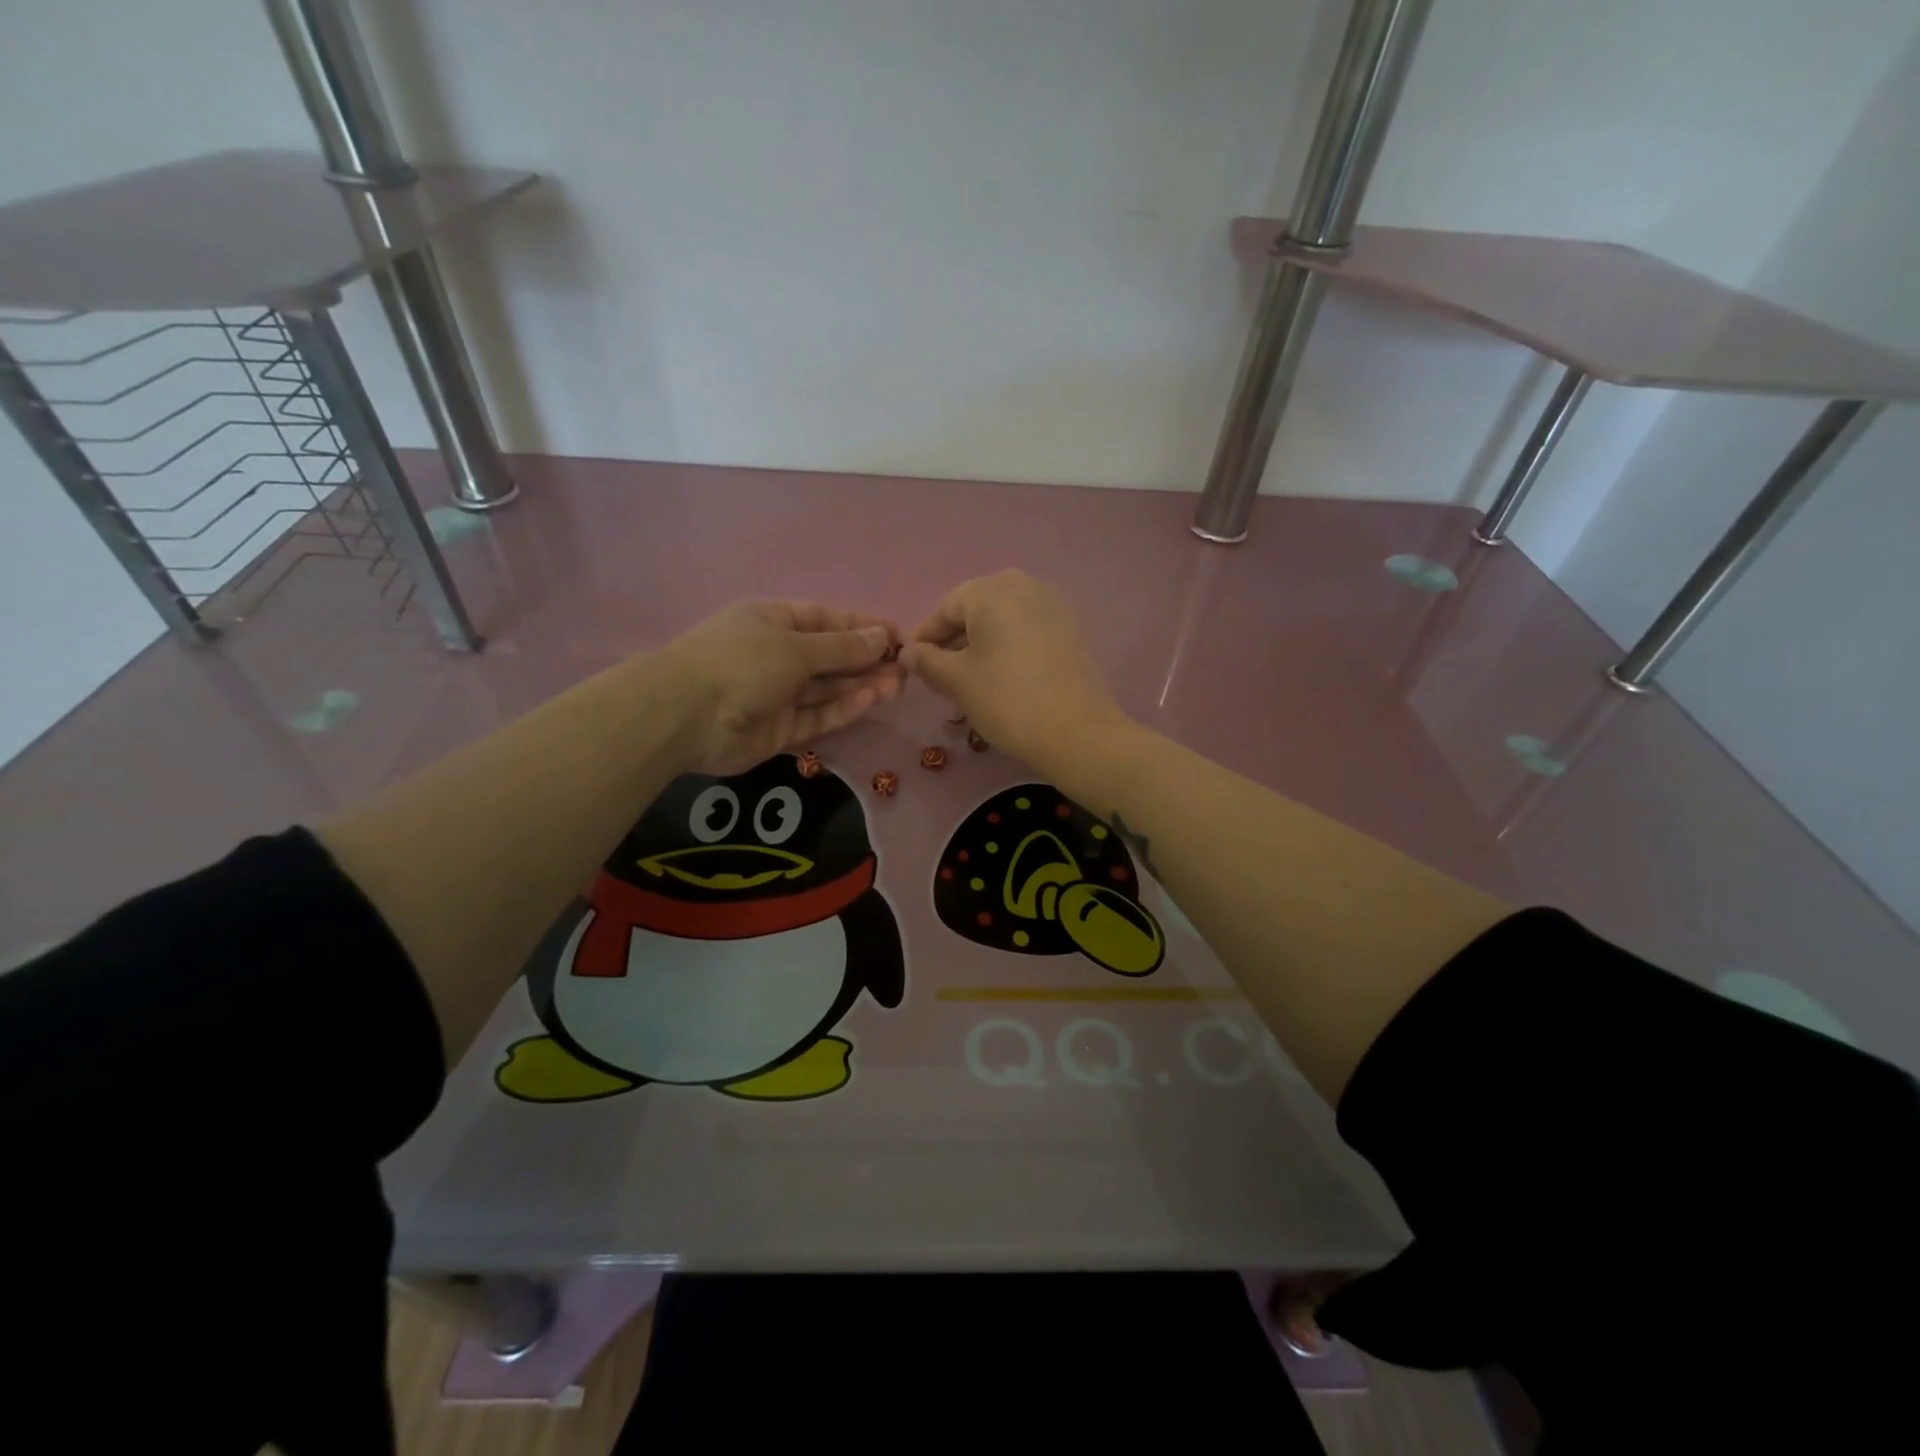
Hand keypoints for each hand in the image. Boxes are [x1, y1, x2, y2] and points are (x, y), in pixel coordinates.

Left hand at [661, 600, 905, 774]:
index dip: (862, 627)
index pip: (825, 620)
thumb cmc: (741, 662)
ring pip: (827, 689)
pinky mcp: (779, 730)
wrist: (685, 716)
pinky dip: (842, 708)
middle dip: (866, 660)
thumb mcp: (795, 647)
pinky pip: (817, 715)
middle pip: (830, 657)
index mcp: (773, 622)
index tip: (898, 636)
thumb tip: (882, 636)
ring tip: (897, 684)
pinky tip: (871, 699)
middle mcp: (776, 655)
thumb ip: (842, 647)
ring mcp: (777, 694)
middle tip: (905, 667)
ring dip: (861, 685)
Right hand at [901, 571, 1126, 769]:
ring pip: (1003, 619)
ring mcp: (1053, 604)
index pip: (946, 607)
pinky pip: (1028, 628)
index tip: (913, 664)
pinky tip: (1003, 675)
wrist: (1076, 732)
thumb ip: (926, 661)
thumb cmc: (1006, 700)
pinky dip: (1010, 645)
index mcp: (991, 591)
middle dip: (955, 639)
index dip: (926, 636)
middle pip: (977, 608)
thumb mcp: (957, 681)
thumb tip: (908, 651)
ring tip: (970, 678)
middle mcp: (1024, 585)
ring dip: (982, 643)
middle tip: (941, 674)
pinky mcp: (1071, 628)